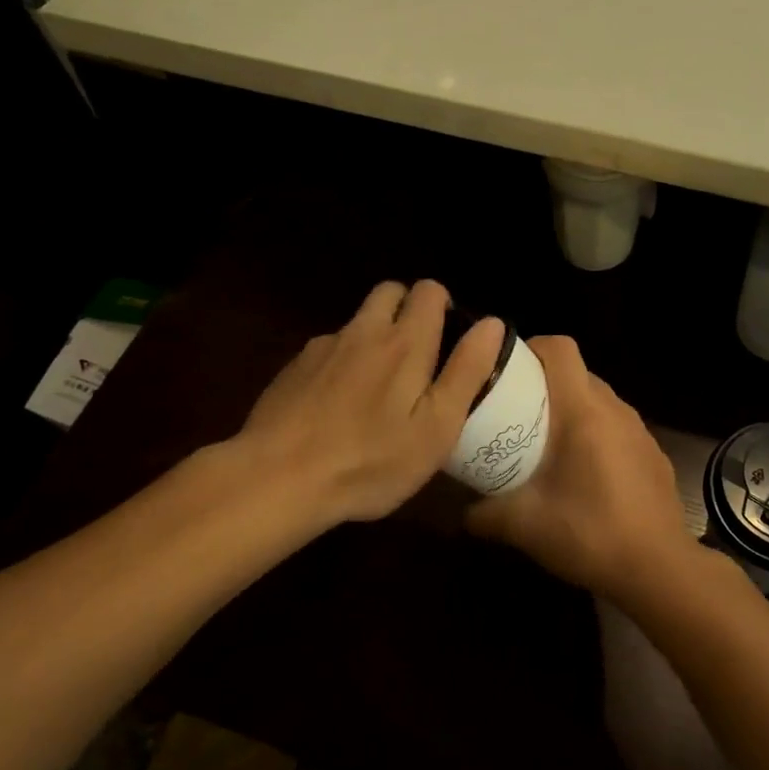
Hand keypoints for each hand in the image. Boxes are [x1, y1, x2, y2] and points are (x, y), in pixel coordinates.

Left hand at [233, 280, 504, 531]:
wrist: (276, 478)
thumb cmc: (370, 460)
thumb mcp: (437, 427)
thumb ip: (467, 371)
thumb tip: (492, 323)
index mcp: (405, 342)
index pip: (429, 291)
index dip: (444, 306)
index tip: (449, 339)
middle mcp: (363, 331)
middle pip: (390, 292)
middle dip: (408, 309)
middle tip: (418, 355)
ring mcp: (323, 347)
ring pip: (358, 322)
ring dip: (374, 336)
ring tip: (378, 388)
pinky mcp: (293, 368)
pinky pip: (328, 350)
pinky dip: (342, 363)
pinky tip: (338, 406)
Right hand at [465, 335, 700, 600]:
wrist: (659, 568)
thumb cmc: (590, 534)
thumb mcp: (525, 525)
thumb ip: (485, 513)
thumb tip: (461, 513)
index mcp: (583, 412)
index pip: (561, 349)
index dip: (532, 347)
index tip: (508, 370)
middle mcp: (615, 409)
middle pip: (578, 373)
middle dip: (545, 383)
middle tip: (516, 412)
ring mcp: (639, 430)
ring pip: (599, 399)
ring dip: (572, 409)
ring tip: (547, 442)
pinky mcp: (653, 453)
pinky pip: (617, 425)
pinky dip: (596, 433)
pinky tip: (585, 472)